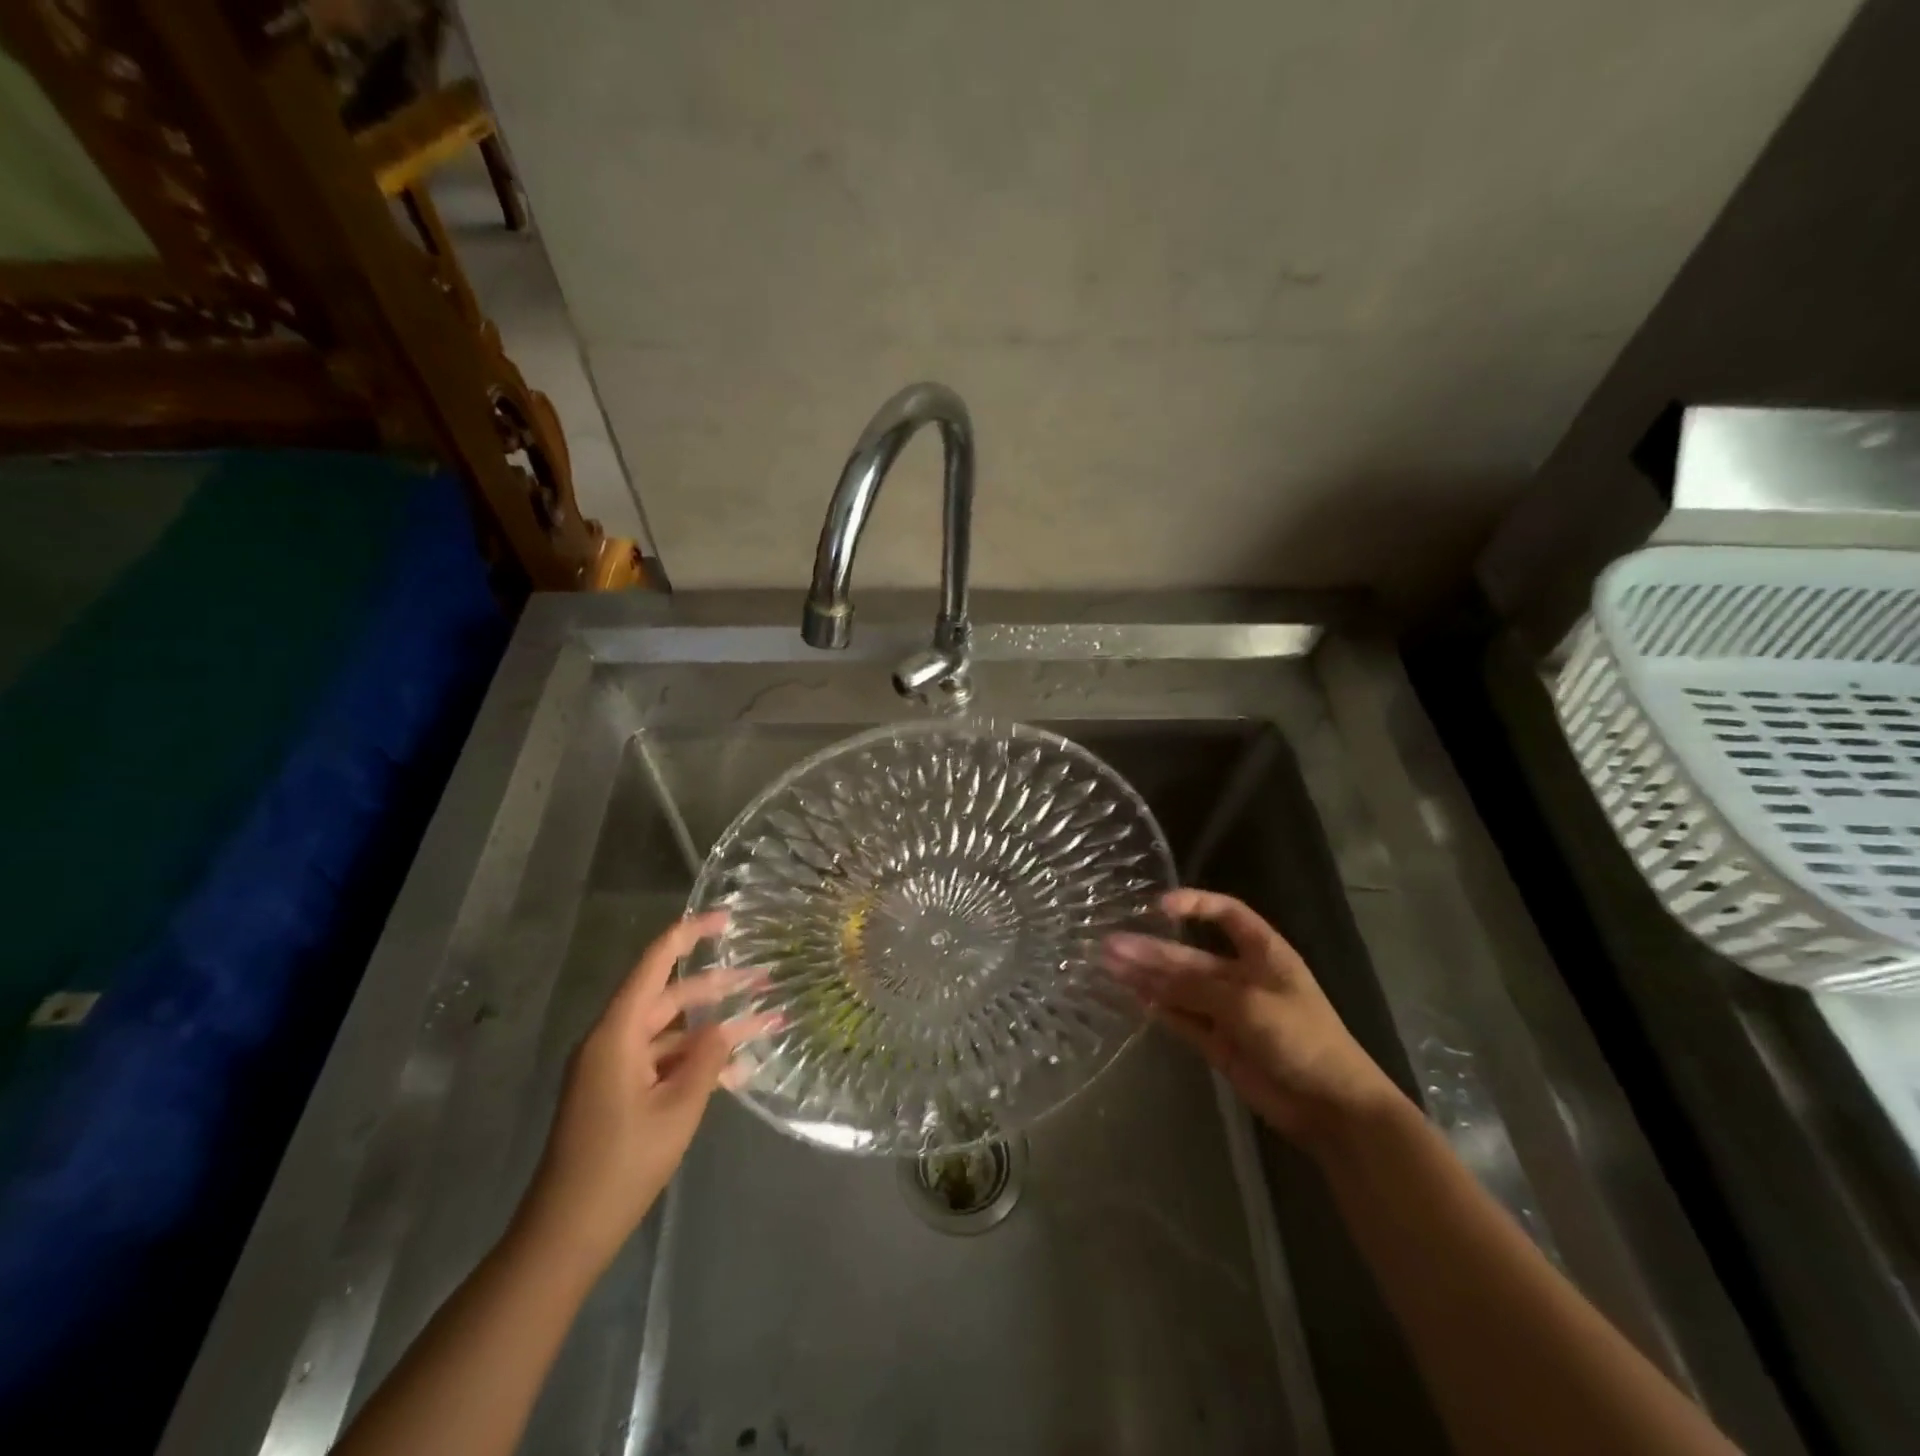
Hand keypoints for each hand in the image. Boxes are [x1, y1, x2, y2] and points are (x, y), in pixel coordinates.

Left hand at [512, 912, 778, 1272]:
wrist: (567, 1234)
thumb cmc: (622, 1165)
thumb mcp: (678, 1108)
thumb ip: (707, 1058)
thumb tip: (727, 1026)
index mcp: (617, 1033)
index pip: (655, 963)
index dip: (689, 933)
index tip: (727, 918)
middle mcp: (612, 1040)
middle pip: (670, 996)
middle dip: (719, 986)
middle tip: (765, 979)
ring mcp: (614, 1068)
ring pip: (672, 1031)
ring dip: (714, 1028)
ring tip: (765, 1022)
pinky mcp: (619, 1092)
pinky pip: (663, 1061)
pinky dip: (696, 1061)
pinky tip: (739, 1071)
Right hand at [1104, 889, 1402, 1148]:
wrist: (1331, 1108)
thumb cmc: (1300, 1038)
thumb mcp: (1247, 1003)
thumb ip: (1193, 985)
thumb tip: (1141, 966)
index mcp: (1263, 952)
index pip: (1227, 913)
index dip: (1195, 904)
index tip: (1157, 906)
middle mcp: (1242, 976)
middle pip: (1190, 955)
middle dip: (1153, 949)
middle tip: (1111, 944)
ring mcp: (1228, 1010)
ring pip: (1179, 987)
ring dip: (1147, 976)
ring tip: (1108, 965)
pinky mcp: (1217, 1042)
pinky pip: (1181, 1017)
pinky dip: (1157, 1008)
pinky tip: (1129, 997)